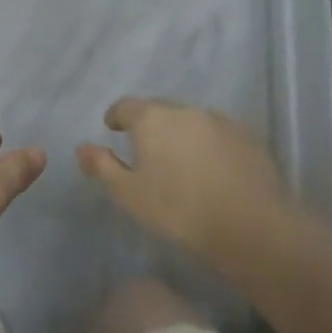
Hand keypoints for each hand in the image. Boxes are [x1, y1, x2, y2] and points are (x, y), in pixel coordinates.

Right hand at [76, 97, 293, 267]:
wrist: (251, 227)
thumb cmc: (179, 210)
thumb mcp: (129, 194)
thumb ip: (102, 167)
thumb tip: (81, 147)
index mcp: (152, 118)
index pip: (126, 105)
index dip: (117, 116)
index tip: (113, 128)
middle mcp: (185, 110)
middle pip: (160, 110)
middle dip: (150, 125)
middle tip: (145, 150)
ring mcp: (220, 121)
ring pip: (191, 121)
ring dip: (181, 134)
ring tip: (180, 162)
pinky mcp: (248, 138)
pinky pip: (219, 135)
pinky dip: (209, 146)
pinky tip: (212, 170)